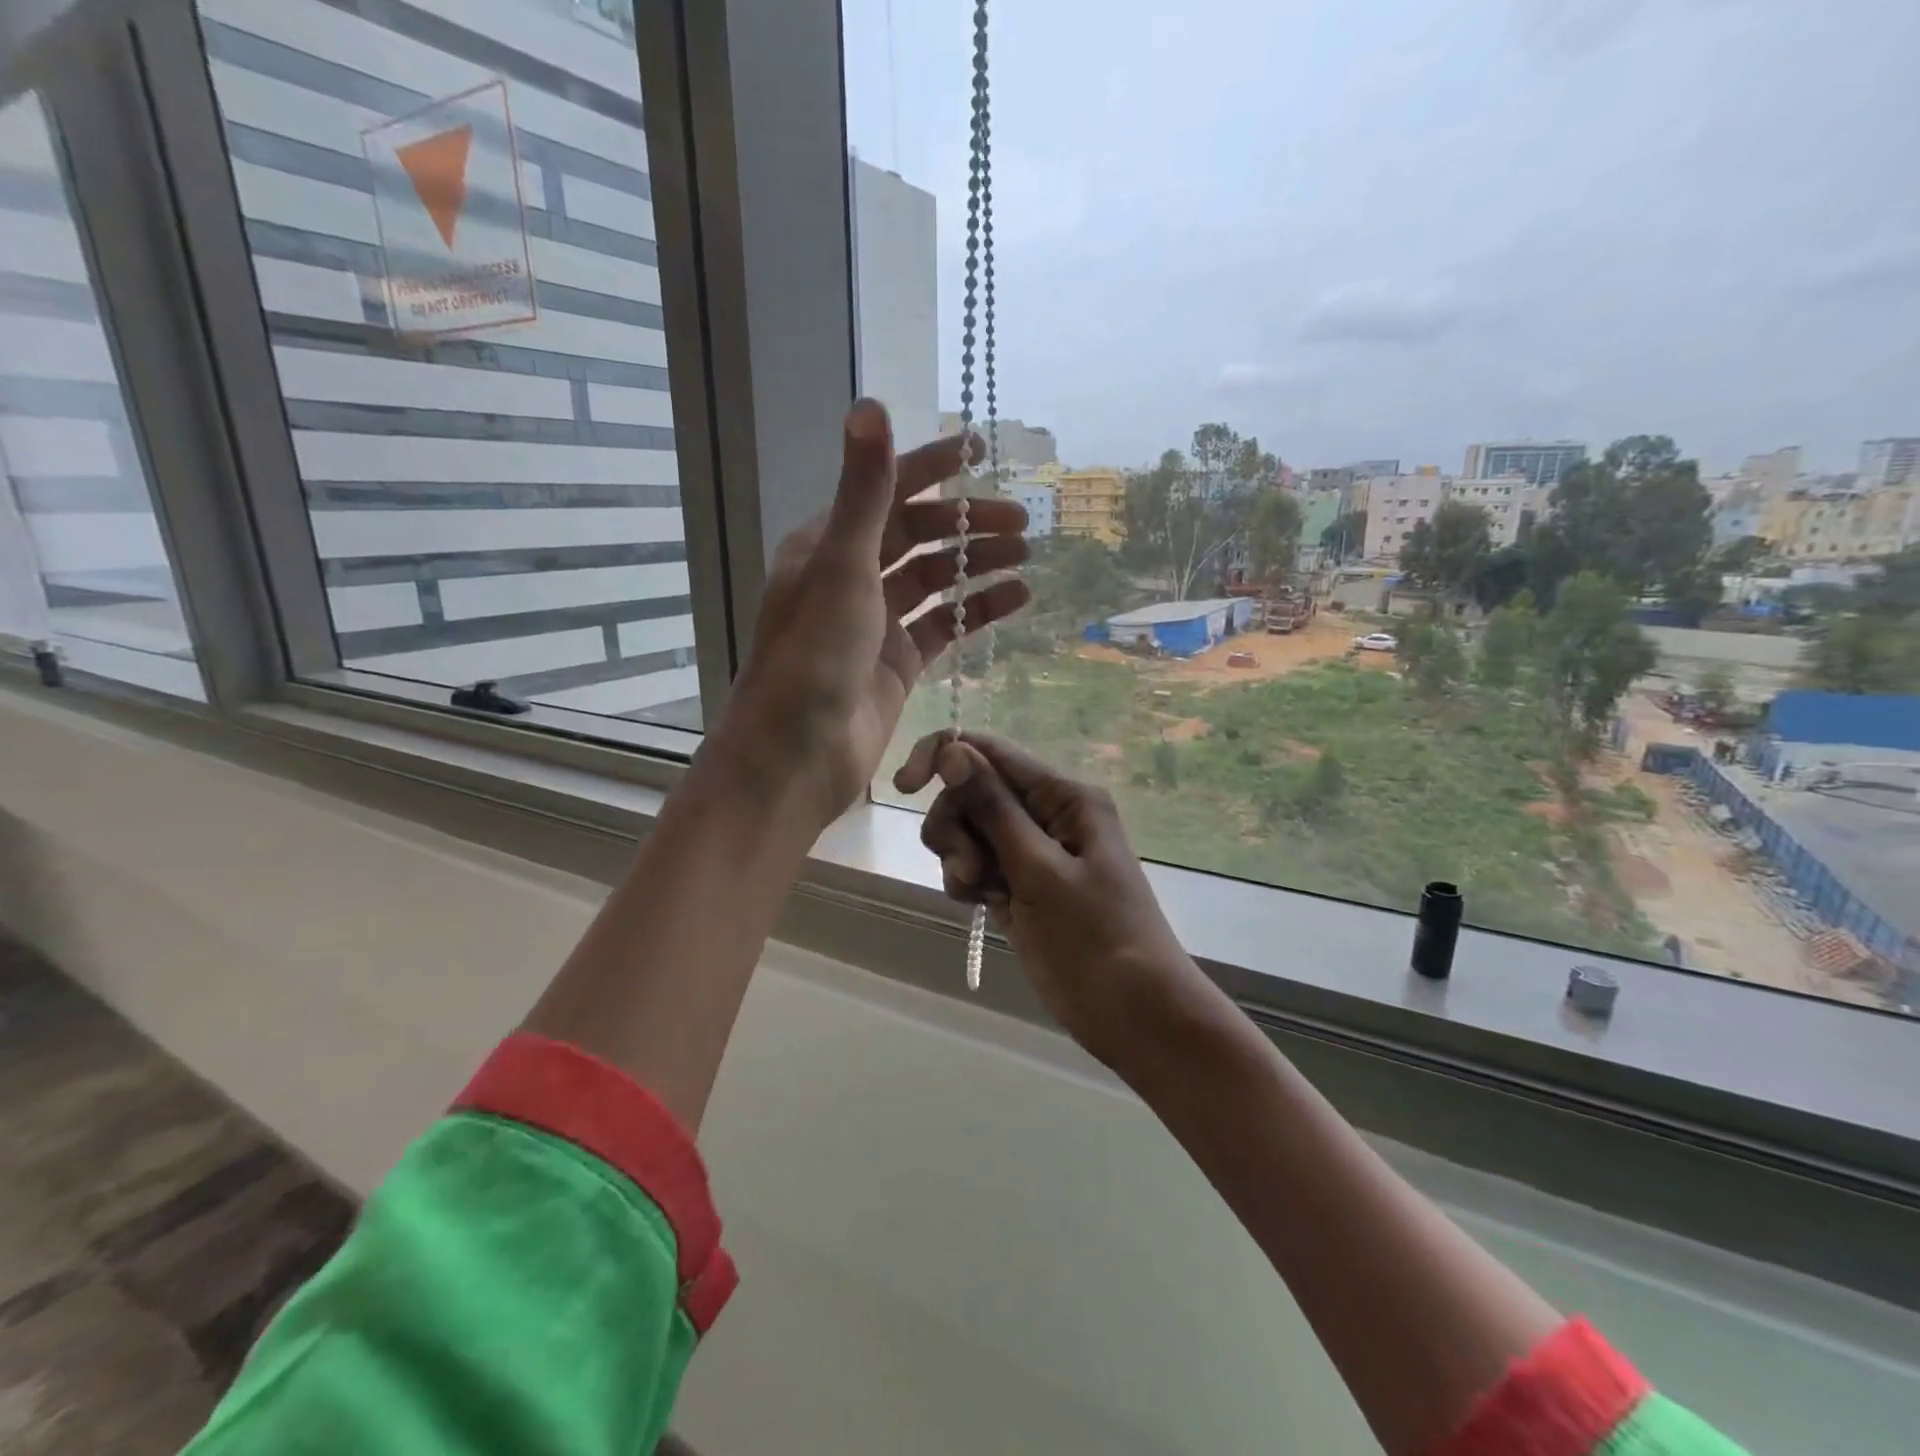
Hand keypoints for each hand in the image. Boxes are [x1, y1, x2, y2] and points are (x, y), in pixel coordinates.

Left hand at [719, 400, 1028, 826]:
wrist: (797, 753)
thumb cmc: (813, 655)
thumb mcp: (842, 566)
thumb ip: (865, 490)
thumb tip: (870, 403)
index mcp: (827, 545)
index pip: (887, 491)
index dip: (932, 467)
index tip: (979, 450)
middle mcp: (850, 578)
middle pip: (918, 537)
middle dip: (967, 524)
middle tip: (1021, 523)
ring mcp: (876, 624)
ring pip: (935, 581)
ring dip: (977, 565)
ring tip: (1027, 556)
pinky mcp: (898, 664)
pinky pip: (944, 626)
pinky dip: (977, 610)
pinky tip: (1017, 598)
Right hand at [893, 732, 1212, 1070]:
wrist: (1133, 1014)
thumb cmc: (1094, 938)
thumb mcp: (1038, 869)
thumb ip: (993, 808)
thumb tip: (952, 750)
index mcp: (1063, 796)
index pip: (991, 751)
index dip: (943, 757)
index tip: (905, 788)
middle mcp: (1048, 813)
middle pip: (974, 792)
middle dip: (957, 826)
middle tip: (969, 870)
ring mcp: (1034, 851)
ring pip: (971, 830)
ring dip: (960, 857)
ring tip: (979, 894)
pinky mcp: (1023, 885)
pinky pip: (979, 864)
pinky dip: (969, 881)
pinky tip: (981, 906)